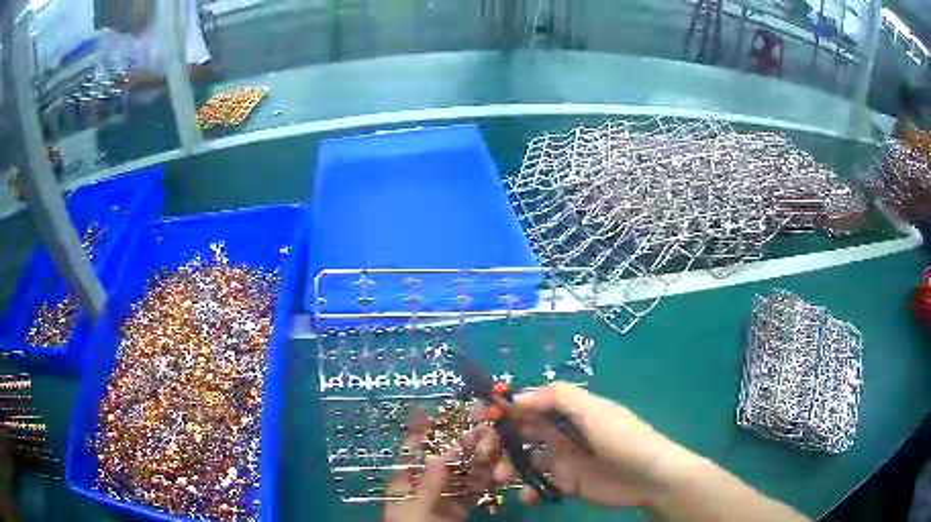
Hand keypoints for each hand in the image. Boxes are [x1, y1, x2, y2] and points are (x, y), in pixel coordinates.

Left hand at [383, 410, 498, 521]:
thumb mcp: (415, 506)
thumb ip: (430, 482)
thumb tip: (443, 454)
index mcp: (405, 480)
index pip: (412, 449)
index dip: (418, 429)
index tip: (428, 407)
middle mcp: (426, 483)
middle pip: (444, 458)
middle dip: (462, 441)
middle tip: (482, 422)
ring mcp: (444, 495)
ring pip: (463, 472)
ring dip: (479, 456)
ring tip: (496, 438)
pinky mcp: (460, 507)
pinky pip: (473, 490)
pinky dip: (485, 478)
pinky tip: (499, 465)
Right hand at [489, 382, 689, 508]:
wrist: (649, 476)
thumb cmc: (621, 438)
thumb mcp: (593, 410)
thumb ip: (557, 397)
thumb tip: (517, 397)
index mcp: (568, 411)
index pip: (529, 405)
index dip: (504, 409)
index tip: (479, 418)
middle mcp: (562, 433)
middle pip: (521, 432)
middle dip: (499, 440)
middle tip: (483, 452)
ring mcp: (564, 459)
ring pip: (526, 459)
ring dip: (509, 466)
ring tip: (502, 477)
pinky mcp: (568, 483)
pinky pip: (540, 484)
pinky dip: (529, 489)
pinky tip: (528, 496)